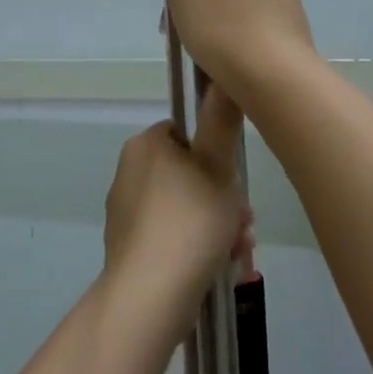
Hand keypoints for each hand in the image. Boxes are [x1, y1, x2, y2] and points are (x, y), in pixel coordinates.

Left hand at [103, 86, 249, 309]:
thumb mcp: (218, 165)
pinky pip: (173, 238)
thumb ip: (222, 120)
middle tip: (246, 222)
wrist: (151, 295)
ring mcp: (126, 213)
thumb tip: (223, 79)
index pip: (187, 134)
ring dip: (217, 225)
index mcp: (145, 146)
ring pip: (186, 209)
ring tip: (239, 251)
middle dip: (224, 198)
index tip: (238, 180)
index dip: (218, 155)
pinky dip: (198, 248)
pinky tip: (221, 268)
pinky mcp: (130, 248)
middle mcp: (129, 173)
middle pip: (190, 175)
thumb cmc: (189, 221)